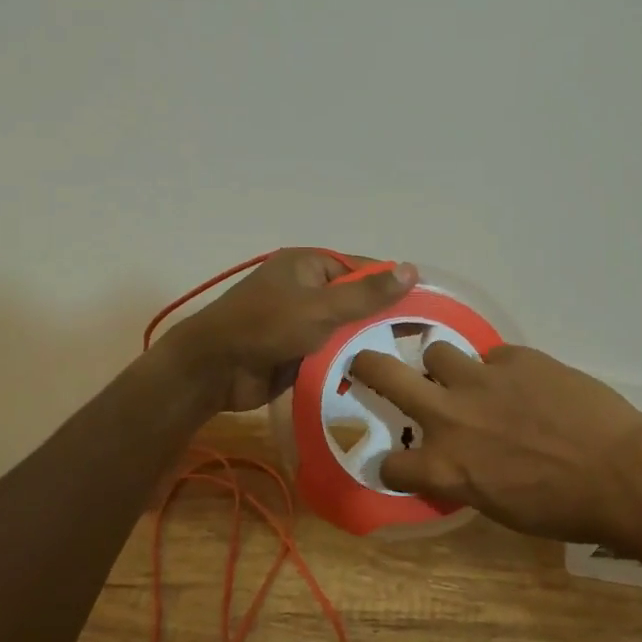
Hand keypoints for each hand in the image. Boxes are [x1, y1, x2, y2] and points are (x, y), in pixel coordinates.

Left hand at [163, 250, 417, 413]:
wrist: (213, 370)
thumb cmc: (265, 327)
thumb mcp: (320, 308)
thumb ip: (366, 293)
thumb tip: (412, 269)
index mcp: (309, 265)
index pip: (362, 269)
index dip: (393, 285)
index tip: (428, 306)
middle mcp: (307, 288)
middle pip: (356, 300)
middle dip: (383, 318)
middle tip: (424, 339)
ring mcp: (301, 321)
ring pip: (346, 329)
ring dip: (367, 342)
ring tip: (410, 361)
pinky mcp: (298, 350)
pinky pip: (332, 351)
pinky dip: (350, 360)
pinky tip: (380, 375)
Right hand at [347, 343, 641, 543]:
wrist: (619, 472)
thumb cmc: (562, 508)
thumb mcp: (499, 506)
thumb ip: (465, 476)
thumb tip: (461, 460)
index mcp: (444, 466)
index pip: (389, 464)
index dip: (392, 464)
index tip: (399, 461)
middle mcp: (449, 416)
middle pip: (384, 374)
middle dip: (366, 366)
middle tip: (362, 363)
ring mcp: (480, 379)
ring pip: (436, 352)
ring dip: (445, 367)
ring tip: (468, 378)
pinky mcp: (515, 357)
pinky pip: (493, 356)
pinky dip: (502, 370)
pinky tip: (528, 385)